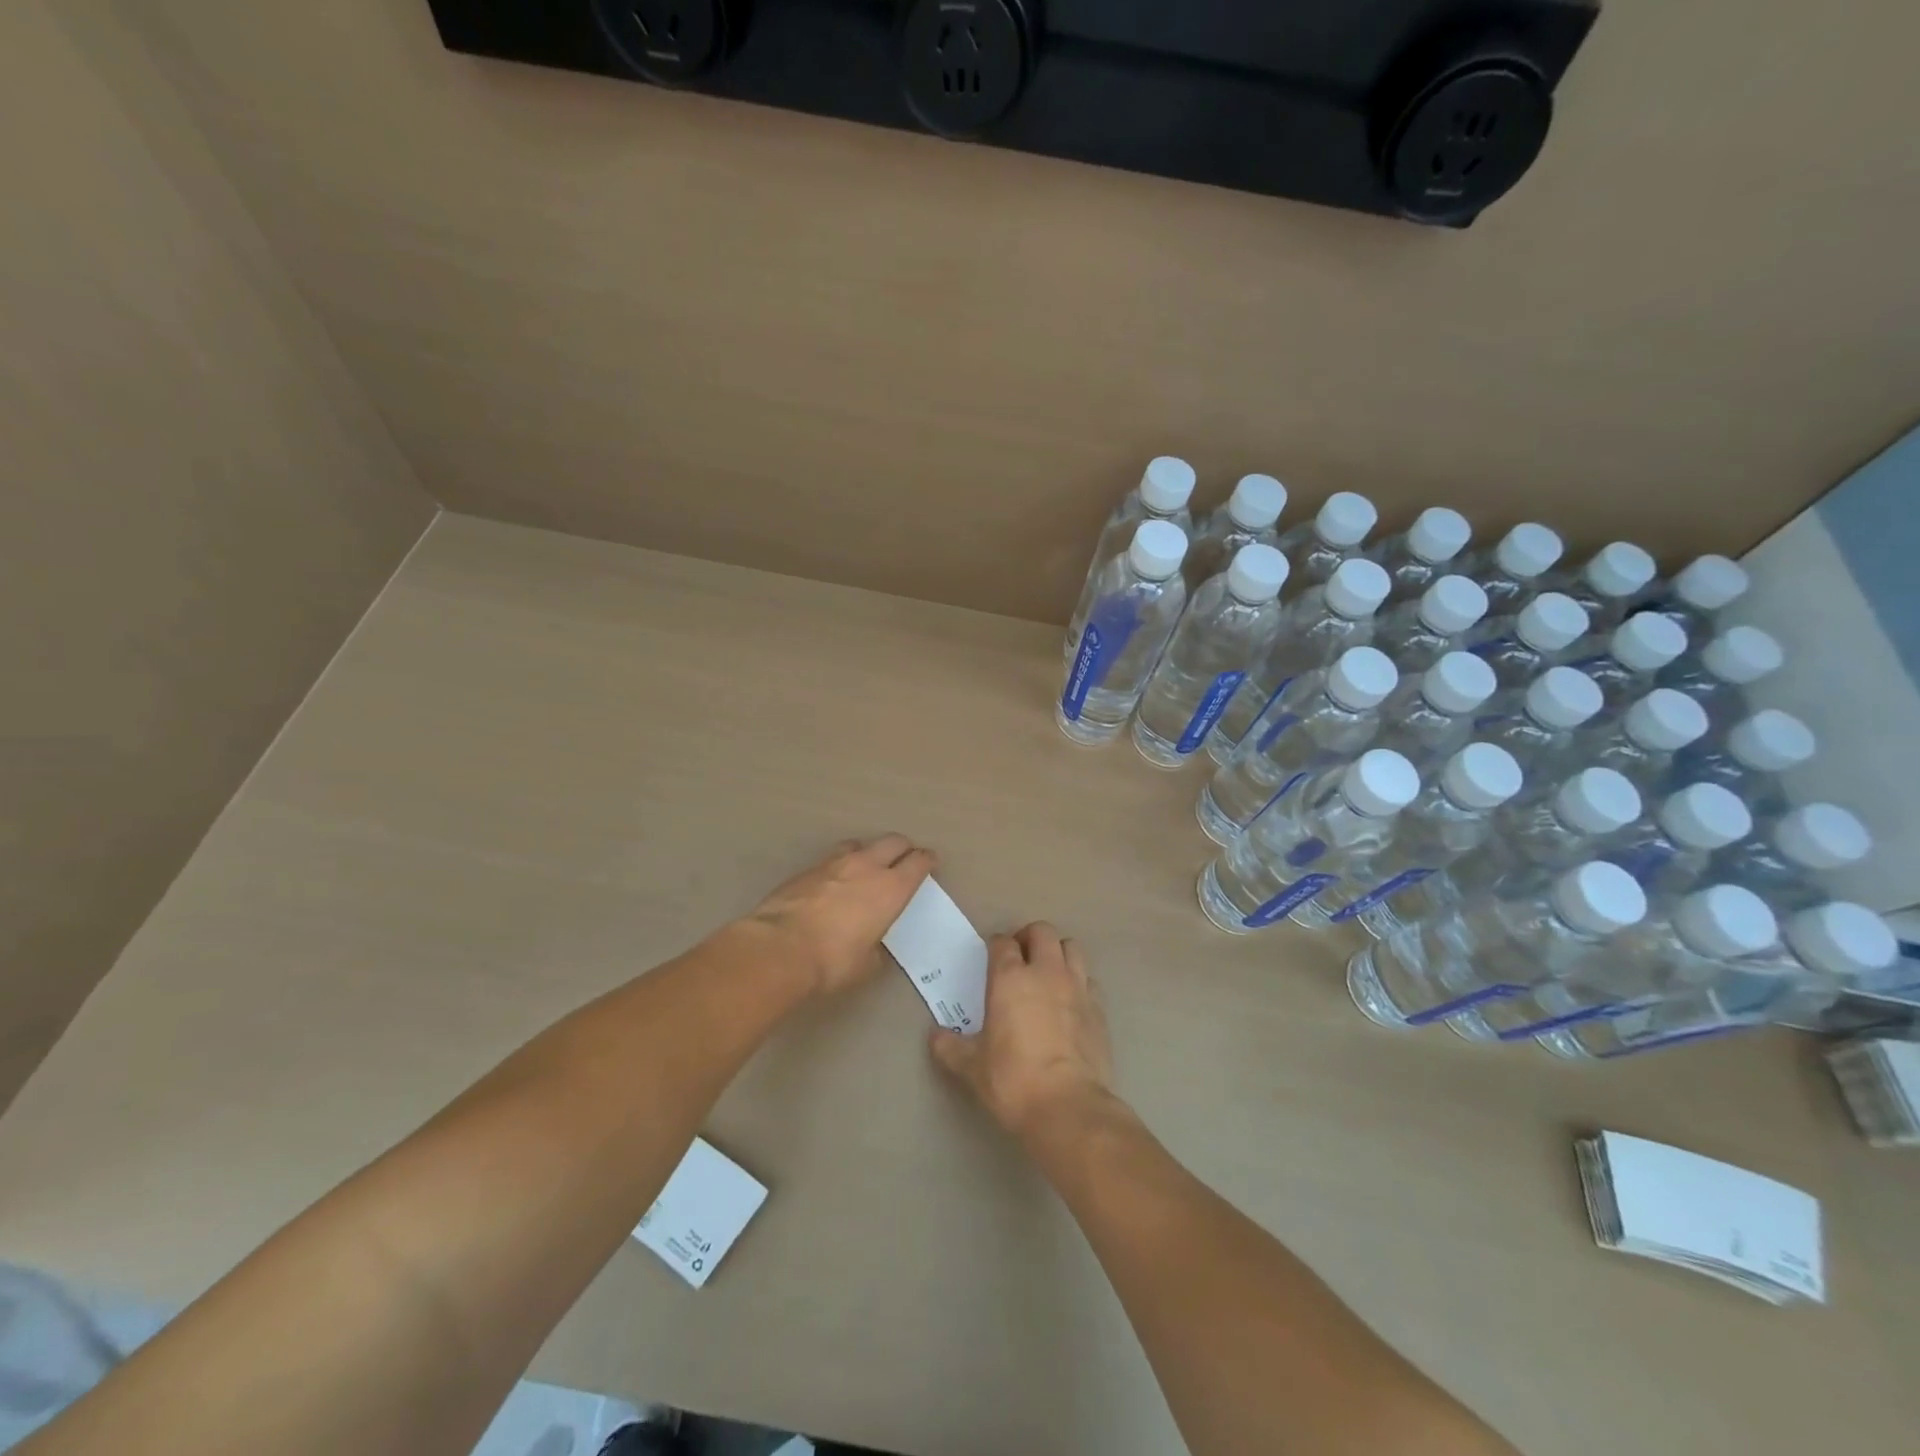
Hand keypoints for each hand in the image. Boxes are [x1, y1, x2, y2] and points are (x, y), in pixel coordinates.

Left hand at [747, 835, 935, 995]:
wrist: (779, 948)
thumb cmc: (832, 961)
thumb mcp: (867, 963)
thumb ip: (875, 946)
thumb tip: (871, 942)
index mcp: (891, 888)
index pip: (918, 862)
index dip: (927, 860)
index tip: (931, 861)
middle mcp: (866, 867)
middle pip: (893, 841)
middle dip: (904, 848)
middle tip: (906, 858)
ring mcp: (834, 863)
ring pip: (860, 844)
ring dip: (869, 851)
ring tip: (867, 865)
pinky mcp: (807, 869)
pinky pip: (832, 858)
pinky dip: (840, 865)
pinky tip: (834, 881)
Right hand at [929, 922, 1114, 1139]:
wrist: (1068, 1107)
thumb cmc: (1012, 1080)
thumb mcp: (971, 1067)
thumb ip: (950, 1047)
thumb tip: (935, 1036)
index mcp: (1010, 978)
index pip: (1003, 943)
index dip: (996, 946)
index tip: (991, 958)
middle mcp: (1045, 972)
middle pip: (1042, 931)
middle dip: (1029, 937)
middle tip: (1020, 957)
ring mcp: (1077, 987)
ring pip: (1071, 947)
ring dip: (1058, 953)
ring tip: (1047, 973)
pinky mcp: (1099, 1009)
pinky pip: (1089, 980)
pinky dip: (1079, 982)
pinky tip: (1070, 1002)